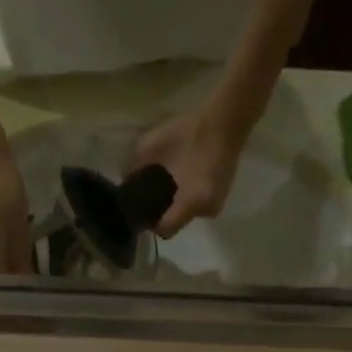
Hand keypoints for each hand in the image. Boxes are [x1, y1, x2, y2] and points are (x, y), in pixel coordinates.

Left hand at [131, 106, 248, 239]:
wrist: (225, 120)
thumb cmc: (188, 133)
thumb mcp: (152, 146)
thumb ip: (135, 167)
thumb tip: (126, 179)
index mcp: (191, 202)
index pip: (165, 230)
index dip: (150, 224)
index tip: (140, 211)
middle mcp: (206, 210)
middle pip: (176, 222)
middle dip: (163, 212)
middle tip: (151, 194)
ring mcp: (217, 204)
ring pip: (188, 213)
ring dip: (177, 204)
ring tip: (168, 185)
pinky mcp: (222, 195)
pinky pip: (199, 203)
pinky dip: (189, 196)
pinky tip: (184, 179)